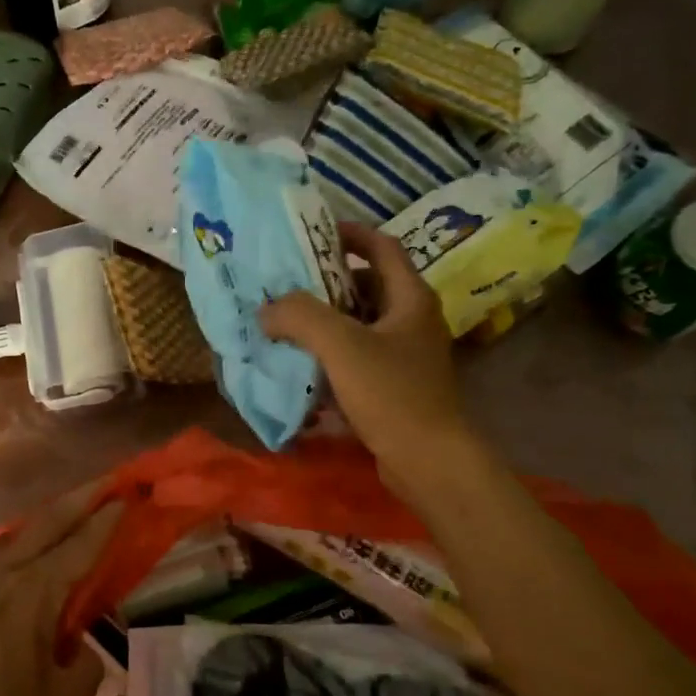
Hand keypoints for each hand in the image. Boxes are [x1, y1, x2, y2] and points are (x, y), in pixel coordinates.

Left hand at [0, 489, 122, 695]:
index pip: (80, 546)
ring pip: (17, 539)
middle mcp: (3, 577)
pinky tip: (27, 558)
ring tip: (70, 513)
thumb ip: (84, 666)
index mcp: (34, 594)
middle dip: (79, 501)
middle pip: (46, 525)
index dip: (106, 523)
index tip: (126, 499)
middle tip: (106, 484)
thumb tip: (78, 649)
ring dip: (48, 522)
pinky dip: (22, 548)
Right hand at [260, 221, 467, 497]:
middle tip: (285, 285)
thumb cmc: (391, 394)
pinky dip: (330, 357)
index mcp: (410, 298)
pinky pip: (357, 360)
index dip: (349, 234)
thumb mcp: (341, 346)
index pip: (381, 247)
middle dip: (325, 284)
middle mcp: (411, 321)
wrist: (428, 461)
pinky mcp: (394, 386)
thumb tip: (267, 310)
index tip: (312, 233)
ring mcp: (405, 356)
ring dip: (324, 324)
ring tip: (284, 324)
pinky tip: (301, 368)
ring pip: (358, 326)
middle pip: (366, 287)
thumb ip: (300, 317)